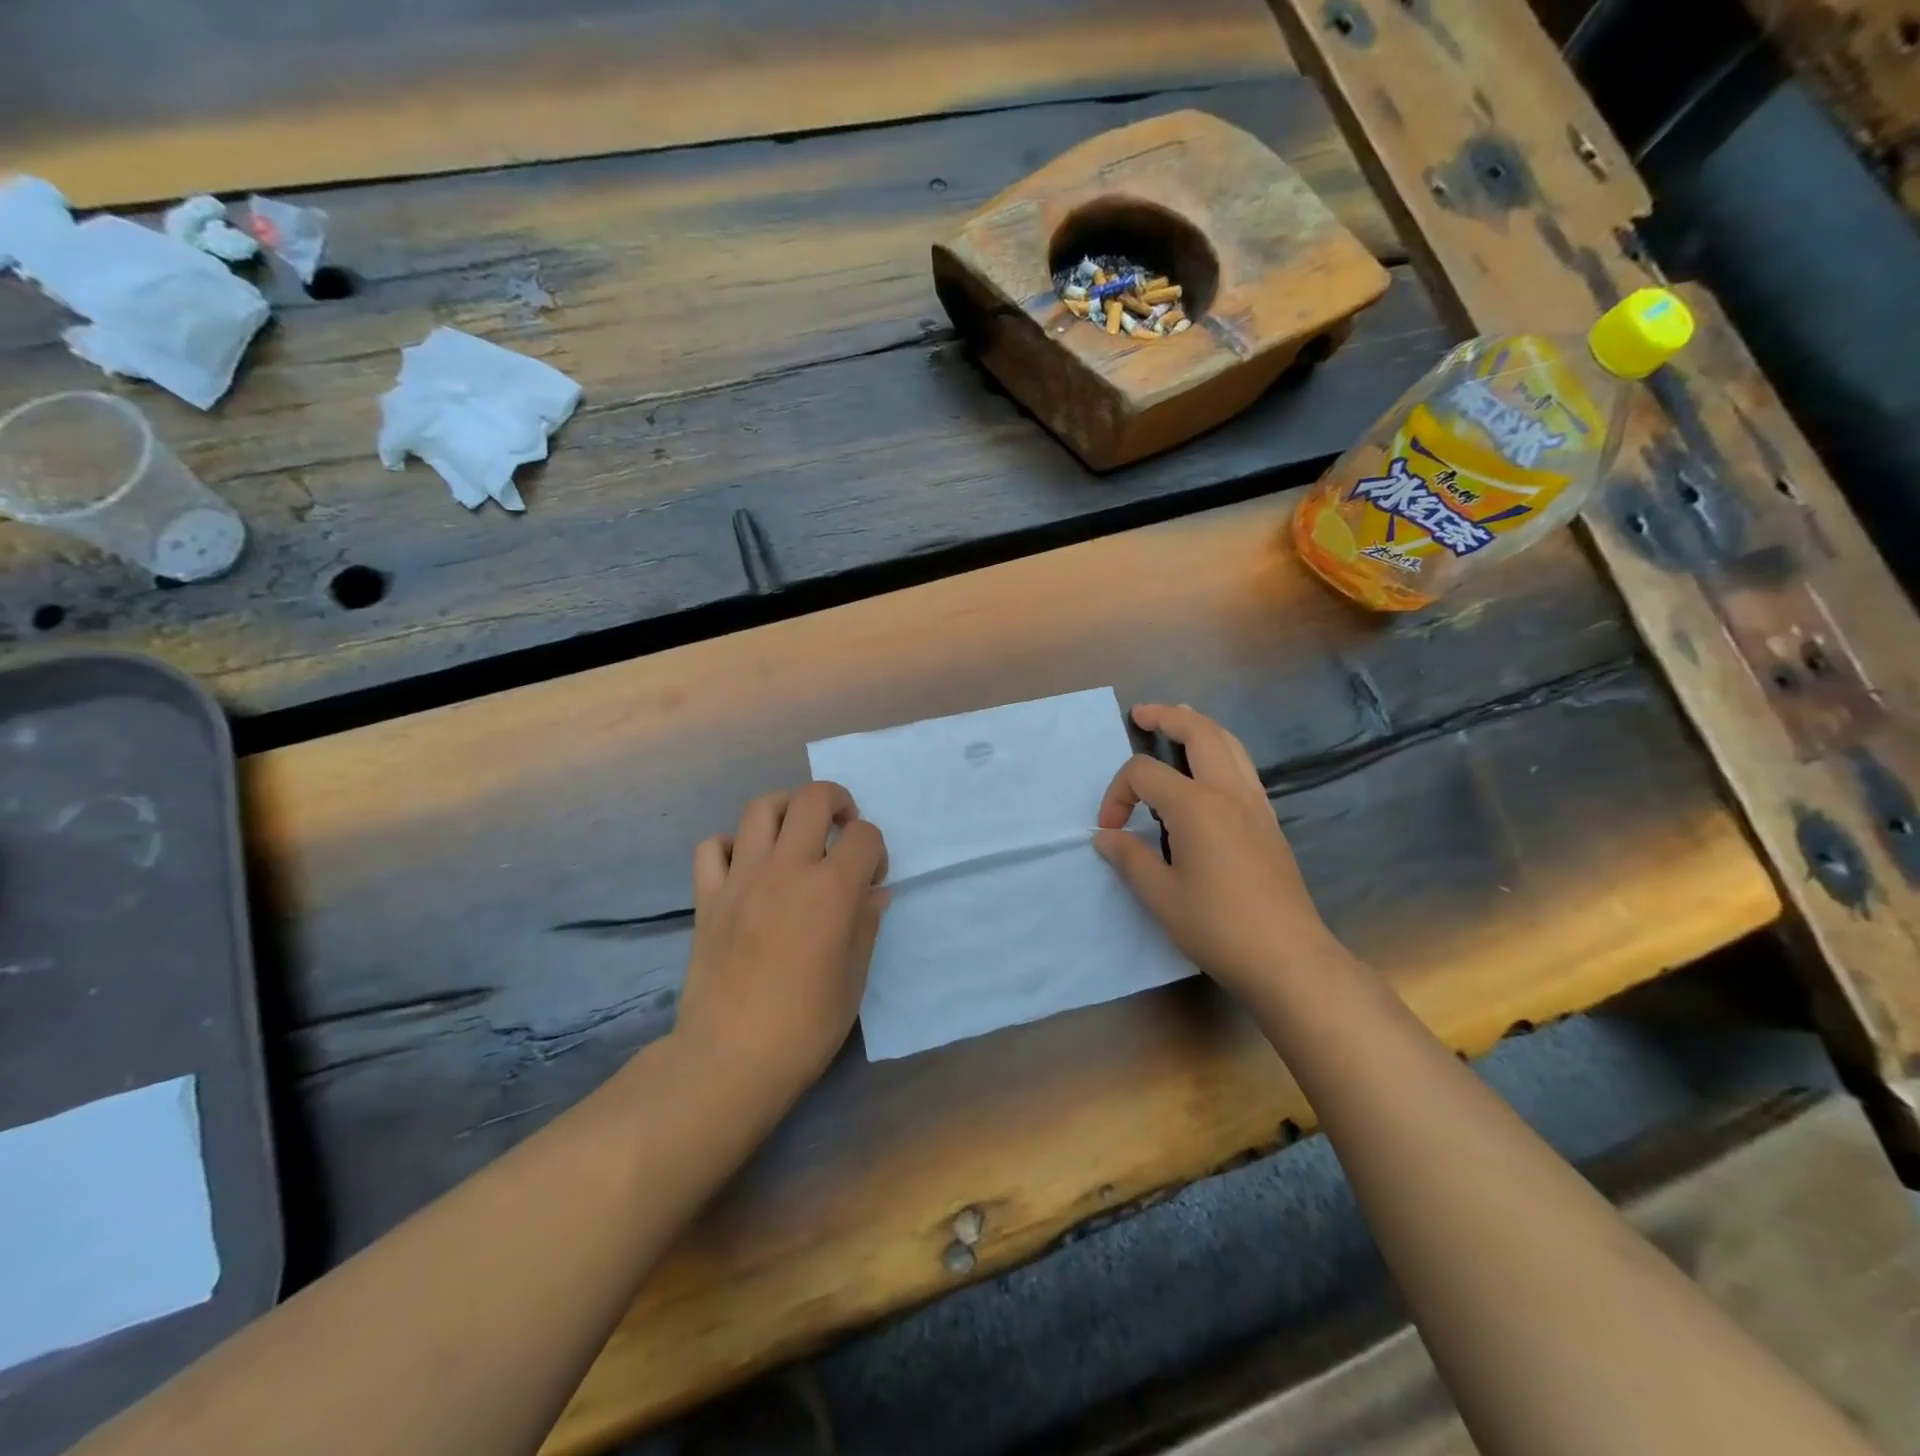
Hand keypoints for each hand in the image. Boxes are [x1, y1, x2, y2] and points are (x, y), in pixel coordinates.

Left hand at [675, 782, 889, 1104]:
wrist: (730, 1059)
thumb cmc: (806, 1025)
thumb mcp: (854, 977)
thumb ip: (866, 924)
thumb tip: (874, 893)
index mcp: (831, 889)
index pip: (864, 835)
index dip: (876, 850)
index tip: (873, 879)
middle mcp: (786, 869)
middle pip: (812, 799)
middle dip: (837, 801)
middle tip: (841, 829)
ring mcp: (741, 879)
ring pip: (760, 808)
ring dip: (786, 810)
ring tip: (795, 836)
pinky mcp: (707, 897)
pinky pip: (713, 847)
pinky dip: (732, 845)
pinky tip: (746, 867)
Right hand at [1094, 704, 1339, 997]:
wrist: (1288, 957)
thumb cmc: (1218, 926)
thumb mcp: (1160, 896)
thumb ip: (1129, 858)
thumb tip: (1106, 837)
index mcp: (1196, 806)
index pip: (1144, 773)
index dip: (1117, 794)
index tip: (1111, 831)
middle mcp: (1228, 792)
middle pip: (1199, 731)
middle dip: (1166, 717)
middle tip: (1141, 715)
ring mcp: (1255, 804)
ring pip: (1229, 743)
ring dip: (1199, 727)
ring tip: (1177, 723)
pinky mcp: (1268, 821)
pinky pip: (1242, 767)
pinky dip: (1220, 751)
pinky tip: (1208, 771)